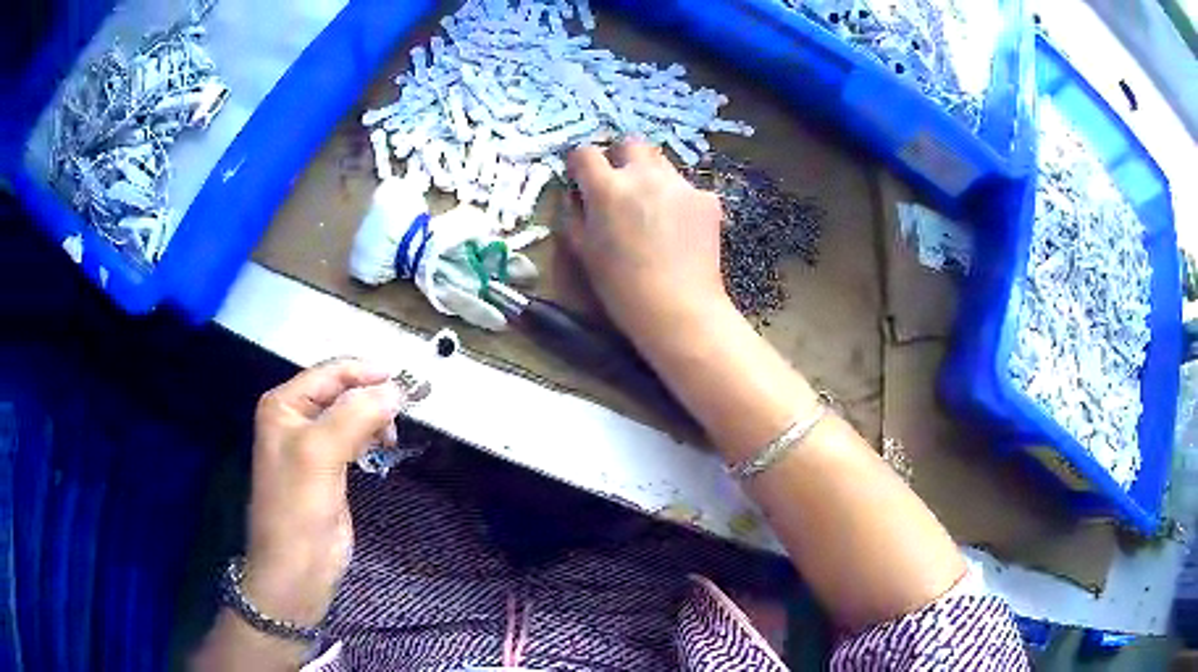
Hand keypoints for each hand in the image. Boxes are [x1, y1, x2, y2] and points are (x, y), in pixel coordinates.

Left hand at [244, 359, 404, 626]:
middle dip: (372, 396)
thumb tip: (396, 390)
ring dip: (374, 418)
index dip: (364, 372)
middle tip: (403, 412)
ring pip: (351, 415)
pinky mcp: (330, 468)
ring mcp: (313, 445)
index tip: (402, 379)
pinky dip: (371, 438)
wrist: (297, 566)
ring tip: (391, 437)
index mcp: (284, 405)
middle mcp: (296, 419)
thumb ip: (355, 415)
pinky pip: (354, 439)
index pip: (329, 374)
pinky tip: (382, 448)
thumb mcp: (320, 453)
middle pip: (341, 392)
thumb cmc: (298, 506)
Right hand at [566, 140, 731, 344]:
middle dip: (620, 157)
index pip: (585, 152)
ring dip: (651, 175)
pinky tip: (680, 229)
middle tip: (620, 184)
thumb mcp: (584, 253)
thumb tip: (577, 196)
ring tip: (653, 208)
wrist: (679, 309)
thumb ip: (576, 215)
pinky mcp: (707, 198)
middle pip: (630, 143)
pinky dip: (678, 200)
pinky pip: (687, 188)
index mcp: (607, 188)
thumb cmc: (622, 288)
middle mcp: (643, 176)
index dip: (580, 163)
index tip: (581, 176)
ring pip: (661, 163)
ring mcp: (679, 184)